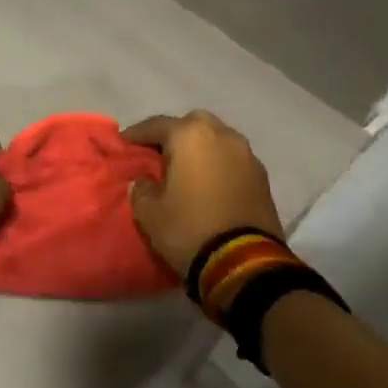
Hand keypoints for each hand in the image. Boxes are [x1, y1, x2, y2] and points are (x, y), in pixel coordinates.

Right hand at [122, 111, 284, 276]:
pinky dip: (219, 165)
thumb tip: (147, 181)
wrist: (244, 263)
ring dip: (201, 149)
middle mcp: (222, 136)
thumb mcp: (148, 212)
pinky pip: (233, 161)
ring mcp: (247, 156)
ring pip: (218, 139)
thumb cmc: (188, 228)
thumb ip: (142, 188)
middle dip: (175, 134)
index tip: (124, 144)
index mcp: (190, 136)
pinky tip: (208, 184)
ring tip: (186, 170)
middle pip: (193, 123)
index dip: (137, 134)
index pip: (157, 125)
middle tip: (160, 154)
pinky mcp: (263, 178)